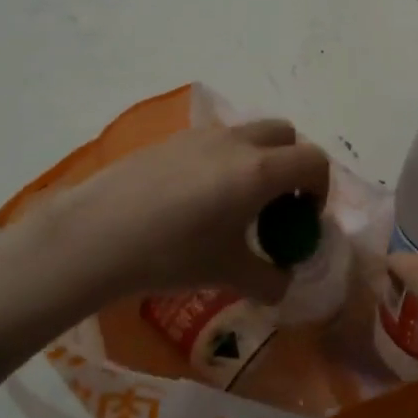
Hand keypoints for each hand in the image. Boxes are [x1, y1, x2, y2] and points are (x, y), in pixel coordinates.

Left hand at [37, 118, 331, 305]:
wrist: (97, 234)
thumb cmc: (172, 254)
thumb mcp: (228, 275)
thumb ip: (269, 280)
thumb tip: (283, 283)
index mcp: (259, 171)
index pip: (313, 161)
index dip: (320, 188)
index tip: (304, 218)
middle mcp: (236, 142)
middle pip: (285, 134)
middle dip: (292, 164)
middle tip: (277, 204)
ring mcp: (201, 136)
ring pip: (247, 133)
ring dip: (258, 159)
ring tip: (234, 203)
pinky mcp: (171, 139)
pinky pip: (214, 142)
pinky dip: (224, 160)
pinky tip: (196, 200)